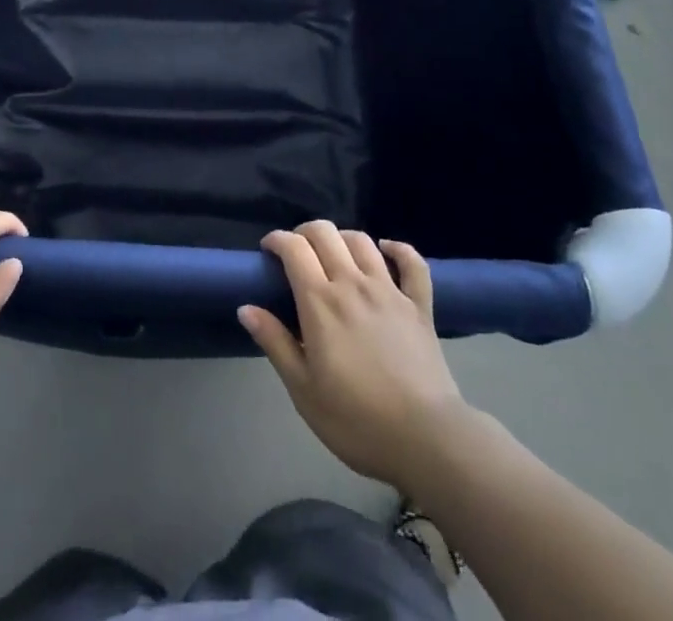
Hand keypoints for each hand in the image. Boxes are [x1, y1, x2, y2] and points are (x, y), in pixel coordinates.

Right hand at [241, 221, 469, 487]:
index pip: (294, 248)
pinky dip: (399, 249)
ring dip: (343, 238)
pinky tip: (387, 250)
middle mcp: (353, 283)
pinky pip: (412, 263)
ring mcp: (389, 291)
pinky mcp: (419, 305)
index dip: (278, 240)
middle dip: (305, 232)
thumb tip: (246, 308)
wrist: (426, 440)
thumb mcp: (303, 390)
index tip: (268, 251)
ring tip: (335, 254)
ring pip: (362, 241)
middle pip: (326, 234)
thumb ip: (275, 343)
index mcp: (320, 302)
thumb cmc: (356, 421)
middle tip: (297, 252)